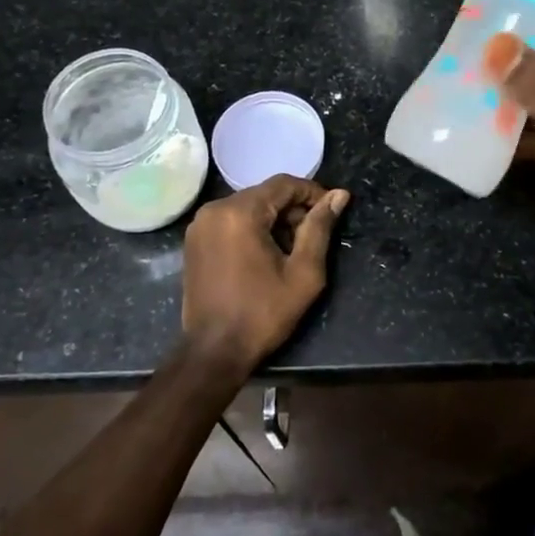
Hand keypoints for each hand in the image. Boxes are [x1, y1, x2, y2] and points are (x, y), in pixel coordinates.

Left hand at [181, 175, 349, 371]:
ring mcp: (200, 224)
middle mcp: (215, 209)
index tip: (331, 210)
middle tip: (312, 237)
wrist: (213, 352)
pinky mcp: (194, 240)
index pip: (284, 184)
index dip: (312, 193)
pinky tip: (265, 255)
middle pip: (265, 194)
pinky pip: (231, 220)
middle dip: (293, 210)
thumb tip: (340, 195)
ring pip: (249, 206)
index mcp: (240, 212)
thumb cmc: (263, 313)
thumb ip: (320, 228)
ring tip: (291, 249)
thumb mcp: (303, 273)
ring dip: (273, 220)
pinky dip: (252, 228)